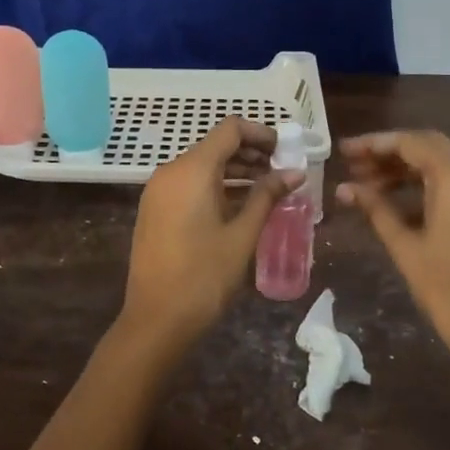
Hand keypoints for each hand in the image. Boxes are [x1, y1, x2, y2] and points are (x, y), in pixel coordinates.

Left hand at [119, 118, 301, 350]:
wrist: (156, 320)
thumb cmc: (204, 276)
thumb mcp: (242, 235)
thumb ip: (267, 196)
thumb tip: (295, 173)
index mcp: (191, 170)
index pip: (230, 129)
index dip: (261, 133)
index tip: (286, 150)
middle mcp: (170, 171)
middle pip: (215, 145)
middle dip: (251, 153)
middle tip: (282, 172)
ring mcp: (158, 191)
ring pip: (202, 166)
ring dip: (235, 171)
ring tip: (267, 189)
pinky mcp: (154, 210)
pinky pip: (188, 184)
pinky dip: (215, 185)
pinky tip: (239, 205)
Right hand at [337, 130, 449, 414]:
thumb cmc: (449, 292)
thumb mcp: (406, 248)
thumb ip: (376, 210)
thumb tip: (345, 189)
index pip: (411, 143)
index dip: (374, 144)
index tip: (344, 152)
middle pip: (429, 148)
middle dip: (389, 155)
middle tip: (353, 167)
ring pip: (443, 166)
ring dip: (406, 171)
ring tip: (367, 187)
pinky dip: (426, 188)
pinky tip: (397, 206)